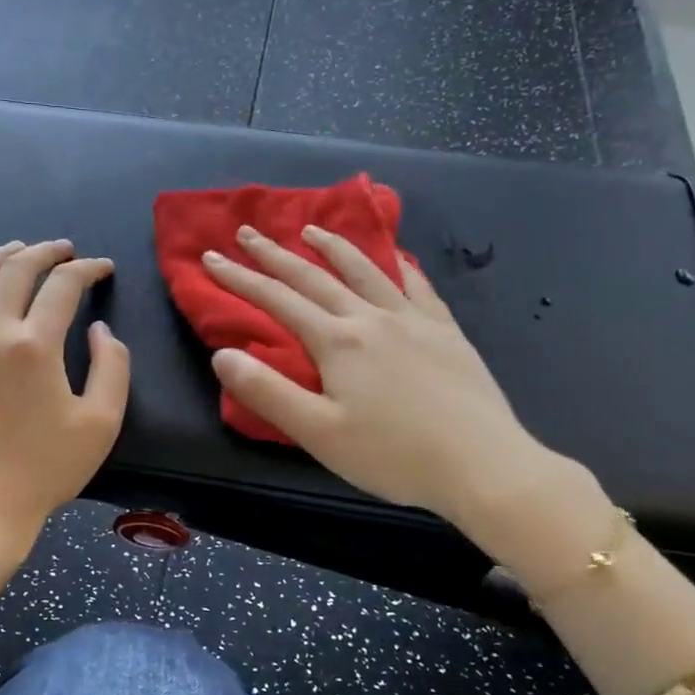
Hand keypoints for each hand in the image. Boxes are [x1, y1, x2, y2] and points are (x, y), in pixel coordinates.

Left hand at [0, 240, 130, 574]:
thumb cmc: (46, 468)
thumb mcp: (102, 422)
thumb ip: (113, 366)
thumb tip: (99, 328)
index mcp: (36, 346)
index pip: (64, 286)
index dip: (87, 269)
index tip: (102, 268)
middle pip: (16, 271)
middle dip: (45, 252)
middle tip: (63, 250)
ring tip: (16, 249)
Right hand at [203, 225, 560, 541]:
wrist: (483, 464)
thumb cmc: (393, 455)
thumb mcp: (318, 433)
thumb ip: (267, 392)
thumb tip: (223, 354)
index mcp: (338, 342)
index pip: (278, 301)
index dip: (240, 279)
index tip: (212, 258)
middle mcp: (372, 318)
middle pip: (315, 277)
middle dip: (276, 255)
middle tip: (248, 232)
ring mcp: (414, 320)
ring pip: (366, 271)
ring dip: (333, 247)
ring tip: (312, 230)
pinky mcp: (446, 332)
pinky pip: (417, 286)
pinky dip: (398, 266)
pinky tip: (396, 259)